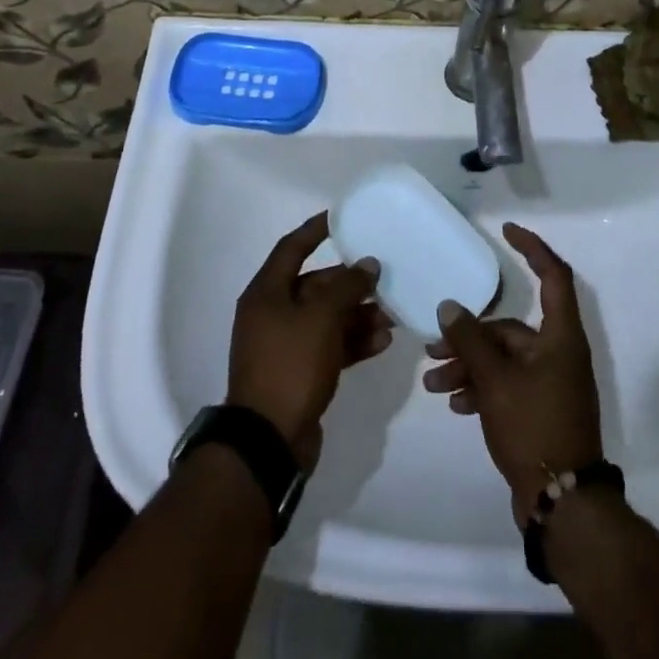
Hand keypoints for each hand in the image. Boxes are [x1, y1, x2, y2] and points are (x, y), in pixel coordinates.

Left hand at [227, 210, 392, 467]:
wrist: (269, 441)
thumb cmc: (290, 365)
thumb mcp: (321, 318)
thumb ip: (346, 287)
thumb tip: (367, 265)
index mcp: (266, 293)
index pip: (292, 248)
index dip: (316, 230)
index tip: (342, 217)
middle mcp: (273, 314)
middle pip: (315, 286)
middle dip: (350, 284)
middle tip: (384, 278)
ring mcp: (286, 346)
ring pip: (327, 319)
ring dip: (358, 314)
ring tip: (392, 314)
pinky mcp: (300, 373)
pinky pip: (330, 347)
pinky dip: (353, 341)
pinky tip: (382, 341)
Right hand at [424, 222, 603, 524]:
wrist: (563, 503)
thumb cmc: (533, 426)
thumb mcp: (495, 380)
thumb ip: (470, 339)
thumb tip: (449, 306)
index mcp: (560, 336)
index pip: (553, 276)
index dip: (532, 248)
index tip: (506, 231)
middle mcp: (558, 353)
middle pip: (510, 328)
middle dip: (469, 337)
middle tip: (432, 349)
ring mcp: (551, 383)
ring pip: (504, 359)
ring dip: (469, 366)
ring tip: (434, 384)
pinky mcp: (541, 409)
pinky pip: (507, 385)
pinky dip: (482, 389)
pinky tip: (455, 404)